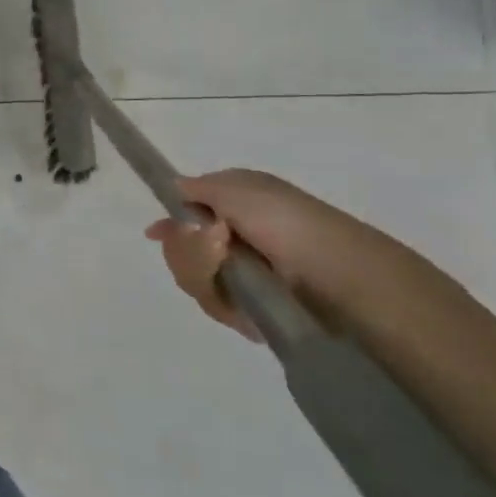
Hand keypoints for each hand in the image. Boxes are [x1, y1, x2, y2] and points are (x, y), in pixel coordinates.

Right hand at [144, 169, 387, 342]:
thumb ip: (198, 188)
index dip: (170, 224)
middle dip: (188, 250)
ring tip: (232, 272)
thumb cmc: (288, 222)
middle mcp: (236, 238)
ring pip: (194, 278)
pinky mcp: (252, 308)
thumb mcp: (237, 188)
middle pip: (182, 249)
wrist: (339, 278)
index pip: (186, 214)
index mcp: (237, 204)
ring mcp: (243, 275)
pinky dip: (225, 304)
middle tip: (216, 246)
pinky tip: (243, 302)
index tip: (155, 233)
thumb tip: (174, 188)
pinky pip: (216, 306)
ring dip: (204, 274)